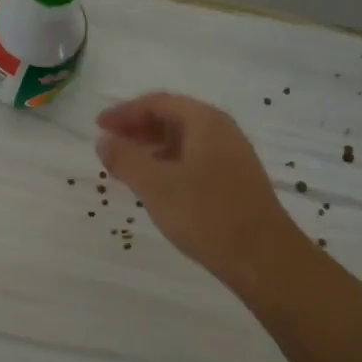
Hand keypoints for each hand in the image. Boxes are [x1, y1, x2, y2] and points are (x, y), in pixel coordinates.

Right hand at [96, 92, 300, 284]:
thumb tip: (104, 141)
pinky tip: (155, 186)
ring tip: (125, 166)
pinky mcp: (235, 182)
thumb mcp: (156, 185)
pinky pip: (193, 160)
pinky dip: (168, 165)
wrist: (263, 258)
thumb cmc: (206, 214)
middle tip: (108, 144)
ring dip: (151, 148)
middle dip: (137, 128)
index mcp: (204, 122)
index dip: (124, 112)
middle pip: (172, 118)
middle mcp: (221, 131)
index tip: (98, 125)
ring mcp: (231, 157)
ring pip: (183, 141)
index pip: (158, 103)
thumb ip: (125, 159)